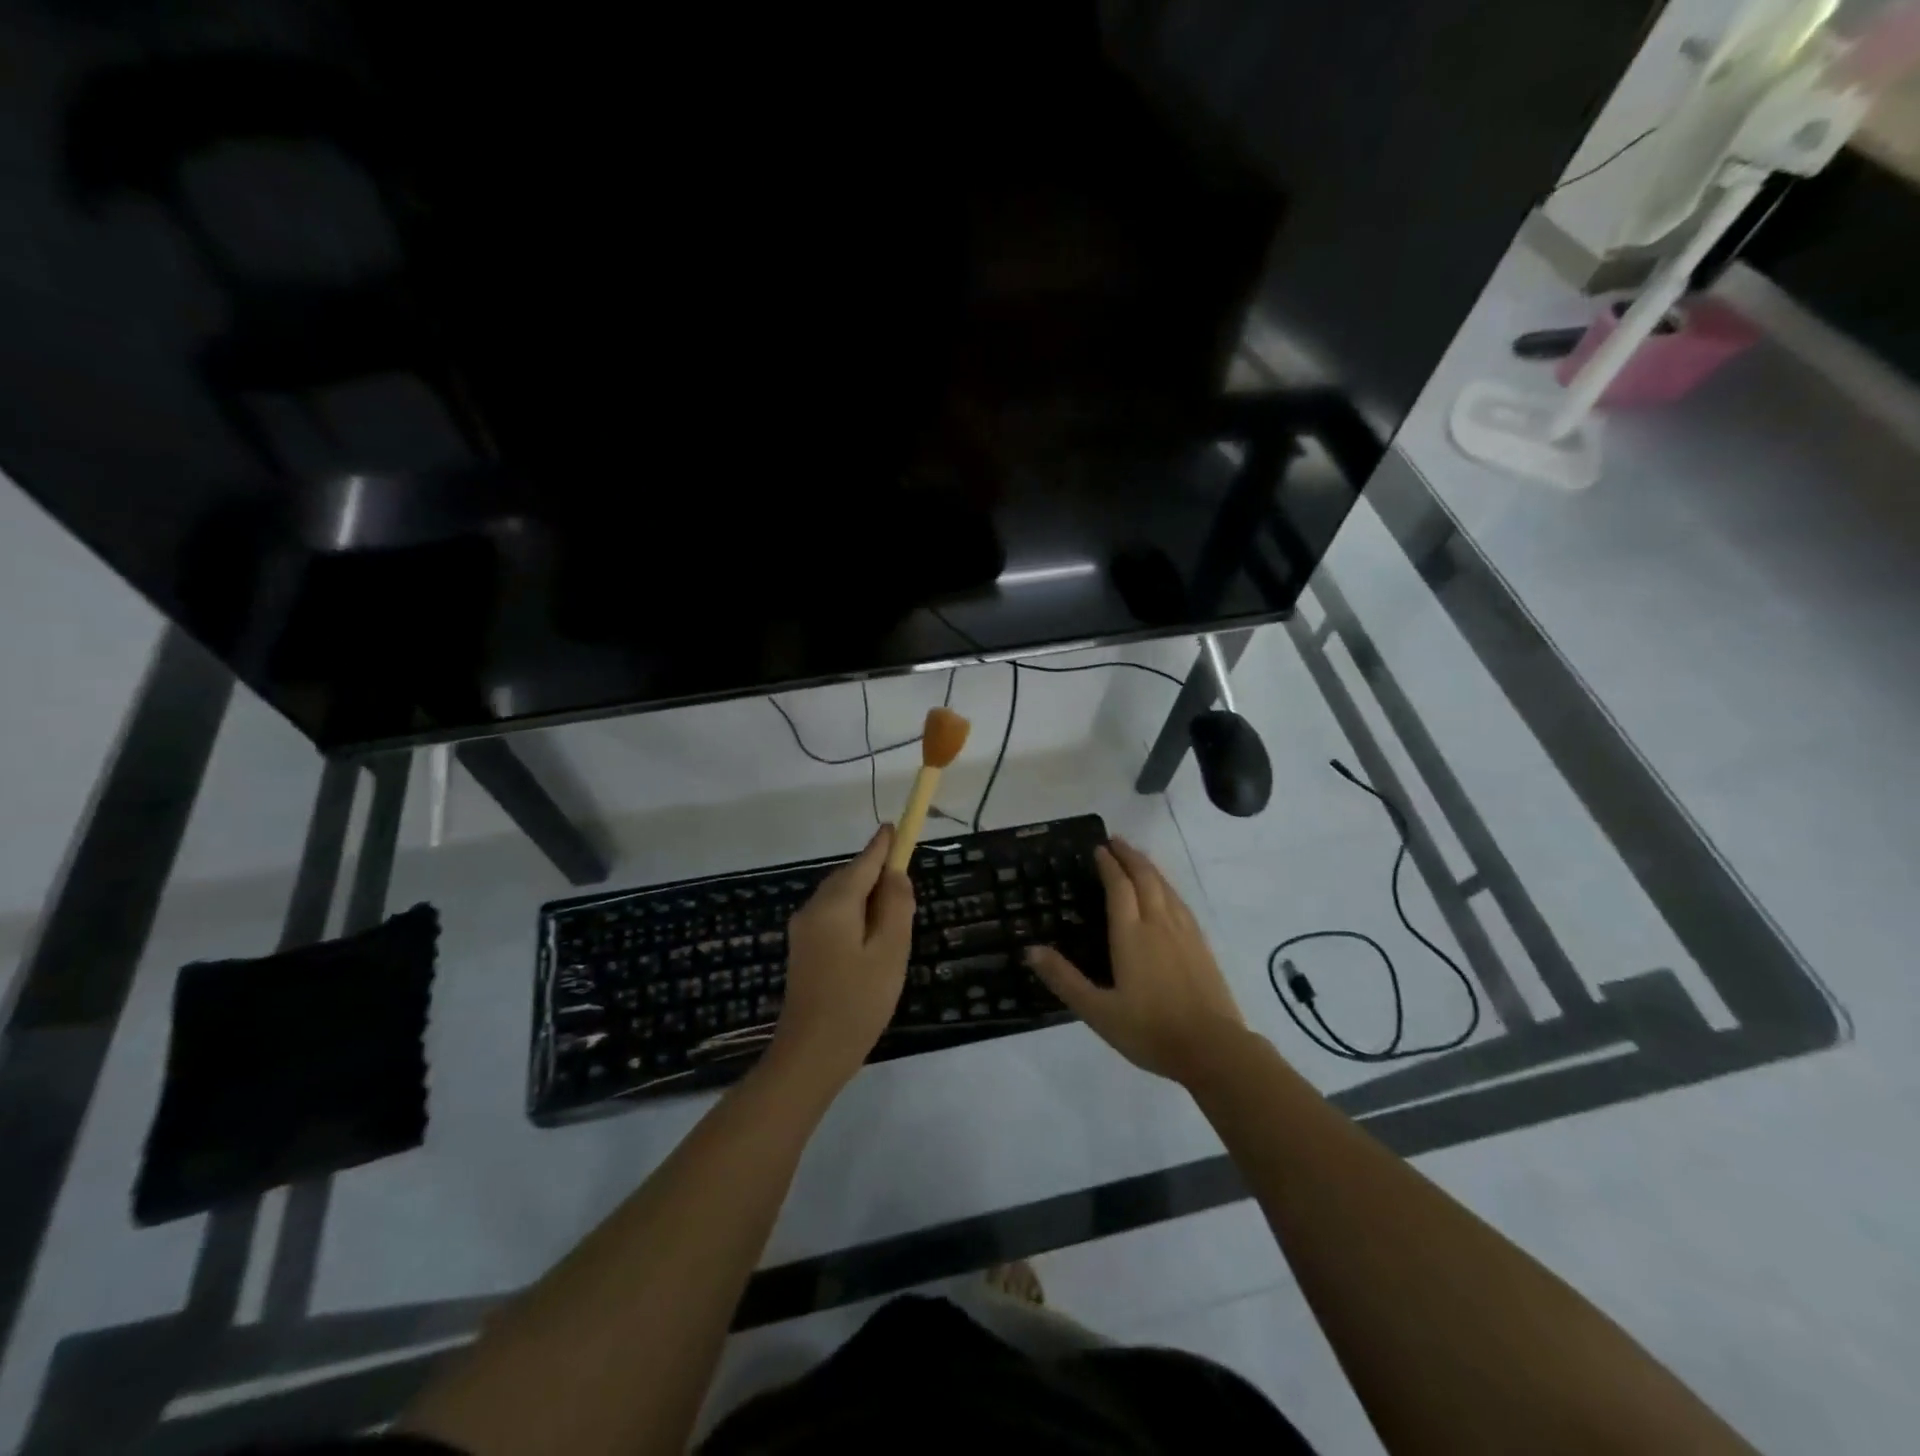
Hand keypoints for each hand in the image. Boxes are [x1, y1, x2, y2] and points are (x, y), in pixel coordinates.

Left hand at [772, 824, 915, 1087]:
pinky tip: (870, 940)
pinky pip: (832, 919)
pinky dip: (854, 917)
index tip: (895, 828)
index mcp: (835, 904)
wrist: (810, 1055)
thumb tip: (896, 873)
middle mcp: (813, 909)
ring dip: (866, 898)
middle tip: (905, 885)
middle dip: (875, 874)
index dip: (882, 845)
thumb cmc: (858, 1001)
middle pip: (849, 879)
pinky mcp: (803, 952)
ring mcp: (803, 931)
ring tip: (894, 918)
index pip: (863, 862)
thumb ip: (896, 906)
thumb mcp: (890, 951)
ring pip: (840, 900)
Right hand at [1026, 837, 1246, 1085]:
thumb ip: (1064, 979)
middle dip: (1129, 856)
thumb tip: (1031, 950)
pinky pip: (1180, 902)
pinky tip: (1166, 893)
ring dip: (1149, 867)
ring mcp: (1184, 933)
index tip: (1098, 848)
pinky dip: (1167, 886)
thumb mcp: (1098, 1011)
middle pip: (1145, 878)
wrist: (1212, 1049)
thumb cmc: (1150, 1030)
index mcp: (1131, 934)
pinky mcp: (1201, 945)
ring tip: (1137, 857)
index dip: (1108, 865)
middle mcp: (1158, 924)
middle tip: (1115, 841)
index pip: (1119, 887)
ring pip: (1165, 887)